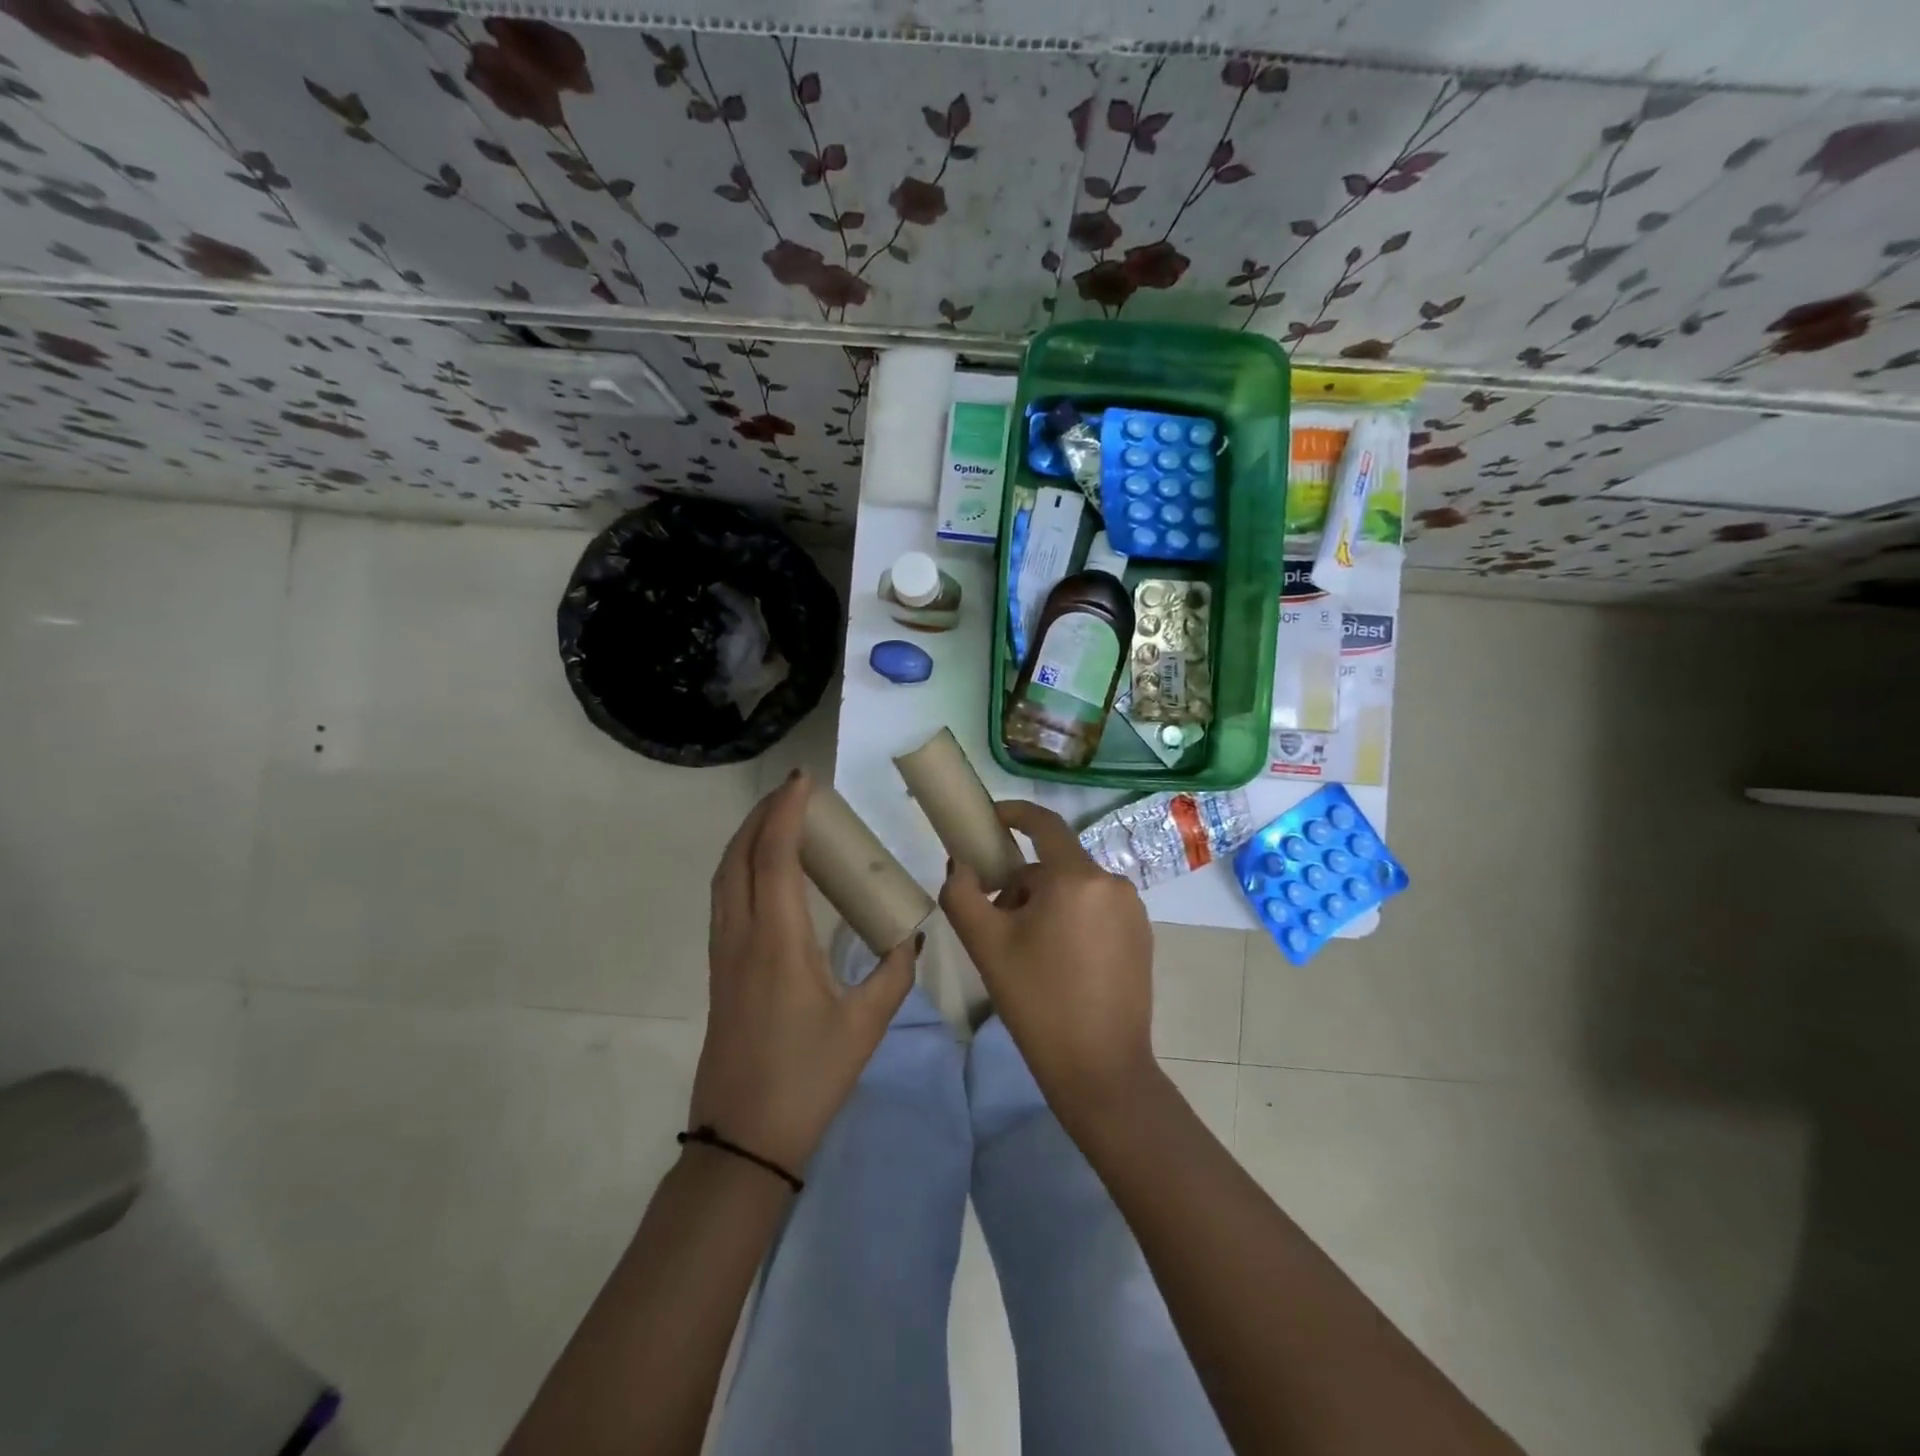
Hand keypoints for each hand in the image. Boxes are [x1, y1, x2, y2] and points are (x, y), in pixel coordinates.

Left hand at [692, 771, 916, 1174]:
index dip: (784, 813)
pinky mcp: (719, 972)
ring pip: (724, 878)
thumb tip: (914, 938)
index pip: (773, 858)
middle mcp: (741, 937)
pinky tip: (766, 876)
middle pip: (737, 857)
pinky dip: (741, 869)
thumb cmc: (807, 1078)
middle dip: (760, 817)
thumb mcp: (865, 1026)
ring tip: (778, 823)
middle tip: (792, 795)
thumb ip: (894, 974)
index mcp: (777, 941)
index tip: (802, 782)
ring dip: (746, 841)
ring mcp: (723, 955)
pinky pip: (724, 900)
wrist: (742, 1140)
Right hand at [940, 801, 1156, 1119]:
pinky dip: (1071, 919)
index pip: (1045, 823)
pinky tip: (1058, 962)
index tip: (989, 819)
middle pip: (1055, 864)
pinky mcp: (1142, 937)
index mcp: (1077, 877)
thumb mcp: (986, 946)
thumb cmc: (1038, 1001)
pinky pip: (1096, 910)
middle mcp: (1112, 883)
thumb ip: (962, 893)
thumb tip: (962, 864)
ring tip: (1024, 949)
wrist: (1101, 1069)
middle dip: (1021, 882)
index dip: (1014, 813)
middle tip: (995, 921)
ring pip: (1075, 888)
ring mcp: (1133, 910)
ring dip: (1045, 903)